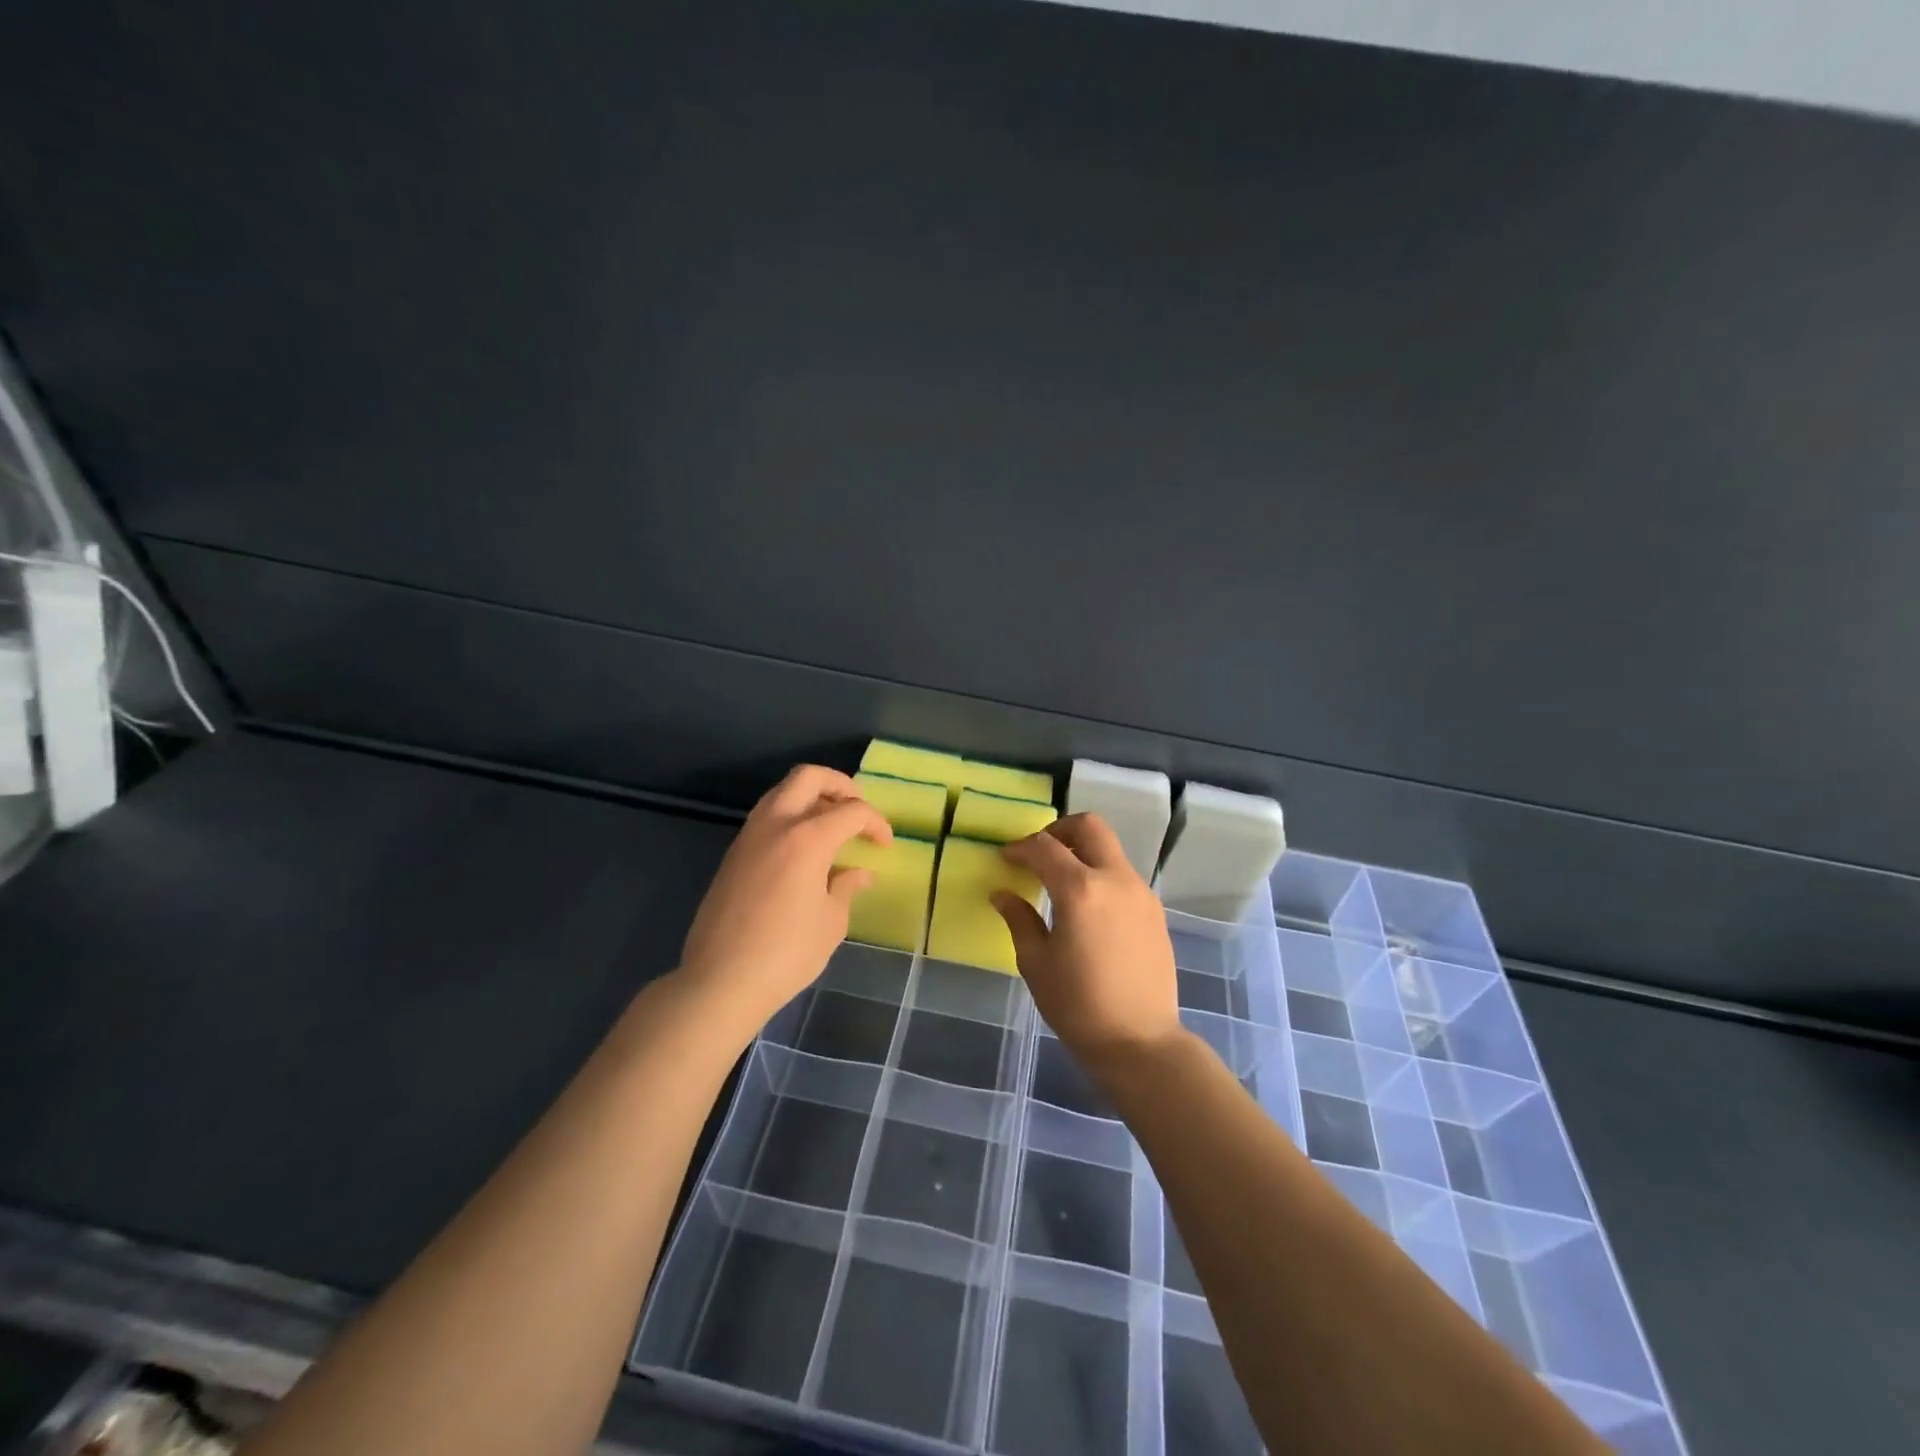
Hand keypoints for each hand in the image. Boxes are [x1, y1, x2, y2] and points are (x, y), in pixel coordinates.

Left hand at [678, 765, 892, 1036]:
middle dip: (839, 785)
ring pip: (782, 792)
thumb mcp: (830, 923)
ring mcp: (749, 836)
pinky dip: (790, 817)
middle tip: (857, 808)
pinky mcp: (733, 854)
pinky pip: (766, 817)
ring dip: (811, 797)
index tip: (885, 844)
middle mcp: (776, 825)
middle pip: (809, 777)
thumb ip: (845, 888)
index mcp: (807, 838)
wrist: (720, 981)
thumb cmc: (786, 954)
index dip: (876, 823)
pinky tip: (803, 849)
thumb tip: (857, 873)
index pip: (852, 811)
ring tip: (832, 825)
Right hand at [991, 813, 1182, 1069]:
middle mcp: (1115, 879)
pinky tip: (1088, 909)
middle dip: (1059, 830)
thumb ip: (1019, 919)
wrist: (1140, 1041)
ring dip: (1083, 853)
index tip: (1005, 858)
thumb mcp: (1036, 963)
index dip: (1020, 848)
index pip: (1045, 847)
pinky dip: (1101, 876)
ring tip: (1061, 883)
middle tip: (1039, 853)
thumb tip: (1003, 894)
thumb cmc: (1078, 1005)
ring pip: (1110, 850)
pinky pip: (1123, 876)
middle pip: (1089, 827)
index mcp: (1080, 889)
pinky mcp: (1154, 911)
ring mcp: (1141, 893)